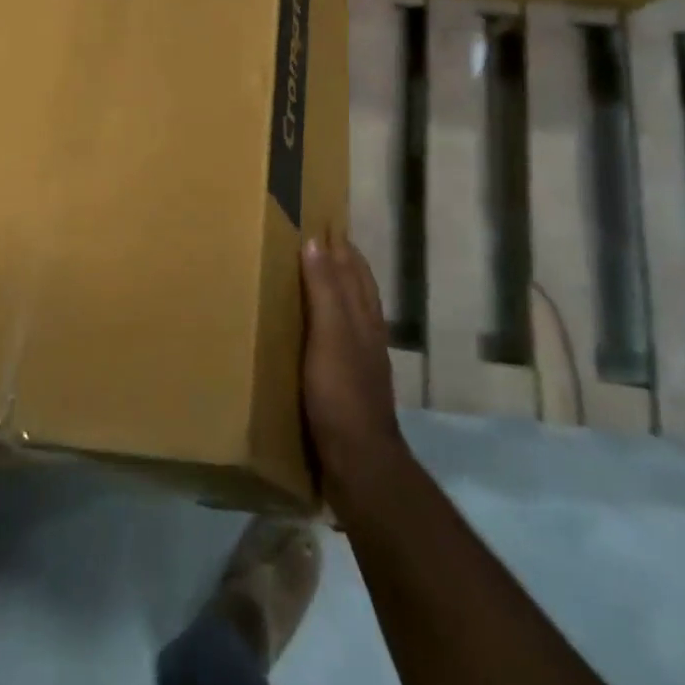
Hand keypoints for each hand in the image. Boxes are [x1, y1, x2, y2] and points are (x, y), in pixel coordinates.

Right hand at [301, 234, 413, 512]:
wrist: (359, 462)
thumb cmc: (341, 393)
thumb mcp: (330, 336)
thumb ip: (325, 291)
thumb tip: (318, 241)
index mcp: (363, 318)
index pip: (354, 271)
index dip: (341, 247)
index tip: (325, 221)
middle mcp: (367, 334)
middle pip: (358, 289)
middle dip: (343, 264)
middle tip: (321, 242)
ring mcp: (361, 362)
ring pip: (352, 314)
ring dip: (339, 291)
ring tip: (317, 278)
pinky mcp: (349, 386)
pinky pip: (340, 341)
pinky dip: (330, 324)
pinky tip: (317, 333)